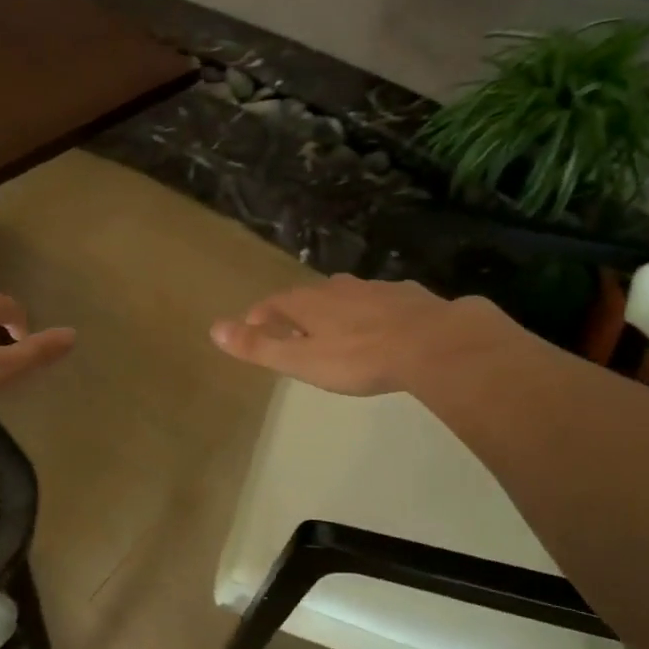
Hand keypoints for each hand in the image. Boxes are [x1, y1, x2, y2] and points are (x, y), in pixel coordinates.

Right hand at [210, 275, 525, 396]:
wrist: (434, 344)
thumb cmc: (359, 358)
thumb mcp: (301, 360)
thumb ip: (259, 346)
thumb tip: (214, 328)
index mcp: (309, 302)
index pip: (273, 303)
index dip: (260, 316)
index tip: (252, 328)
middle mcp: (339, 288)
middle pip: (309, 297)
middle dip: (298, 313)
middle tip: (294, 333)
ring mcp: (376, 288)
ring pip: (347, 296)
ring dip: (336, 311)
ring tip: (337, 332)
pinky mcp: (409, 296)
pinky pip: (381, 302)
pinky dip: (373, 313)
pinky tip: (384, 328)